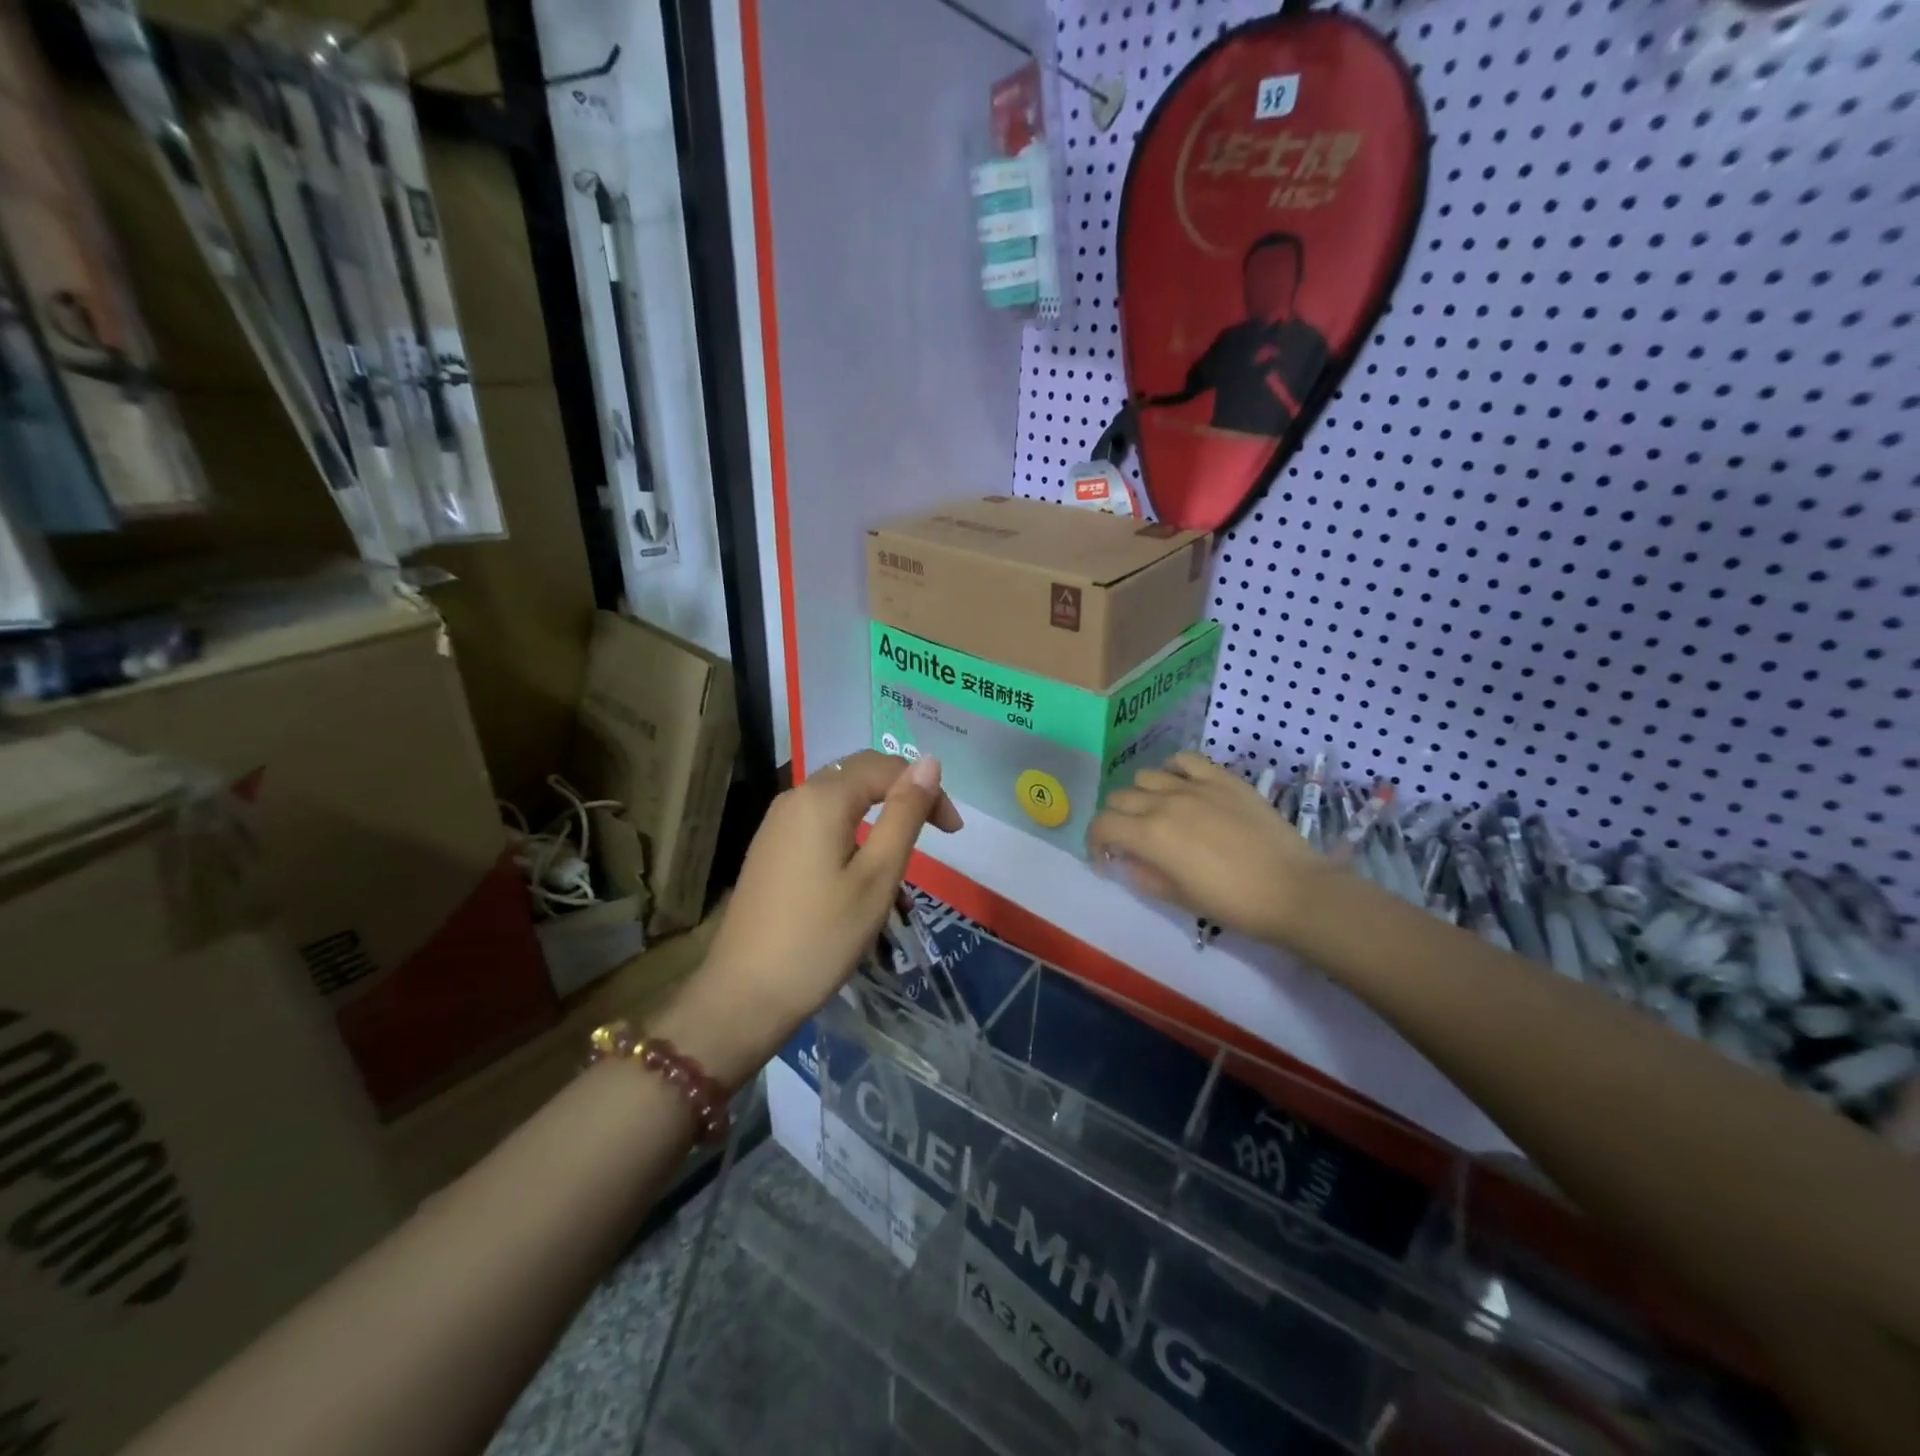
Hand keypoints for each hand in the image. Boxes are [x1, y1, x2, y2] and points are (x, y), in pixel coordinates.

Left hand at [658, 752, 961, 1085]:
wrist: (744, 994)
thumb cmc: (821, 937)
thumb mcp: (878, 876)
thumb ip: (904, 814)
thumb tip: (929, 762)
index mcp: (822, 797)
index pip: (886, 768)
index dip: (926, 790)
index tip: (953, 832)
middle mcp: (795, 797)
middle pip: (860, 774)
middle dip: (903, 795)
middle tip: (936, 834)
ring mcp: (777, 823)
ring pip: (840, 798)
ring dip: (878, 814)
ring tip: (903, 856)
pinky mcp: (770, 849)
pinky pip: (820, 821)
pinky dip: (852, 830)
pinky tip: (862, 868)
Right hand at [1087, 751, 1326, 947]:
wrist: (1292, 890)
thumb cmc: (1232, 904)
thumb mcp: (1178, 898)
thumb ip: (1143, 875)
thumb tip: (1128, 860)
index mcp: (1150, 836)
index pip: (1102, 825)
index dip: (1095, 841)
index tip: (1105, 858)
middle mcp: (1164, 802)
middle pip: (1120, 797)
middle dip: (1116, 819)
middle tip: (1131, 840)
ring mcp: (1194, 786)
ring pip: (1147, 776)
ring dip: (1142, 795)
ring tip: (1157, 812)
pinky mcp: (1222, 778)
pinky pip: (1185, 760)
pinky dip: (1174, 770)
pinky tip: (1181, 786)